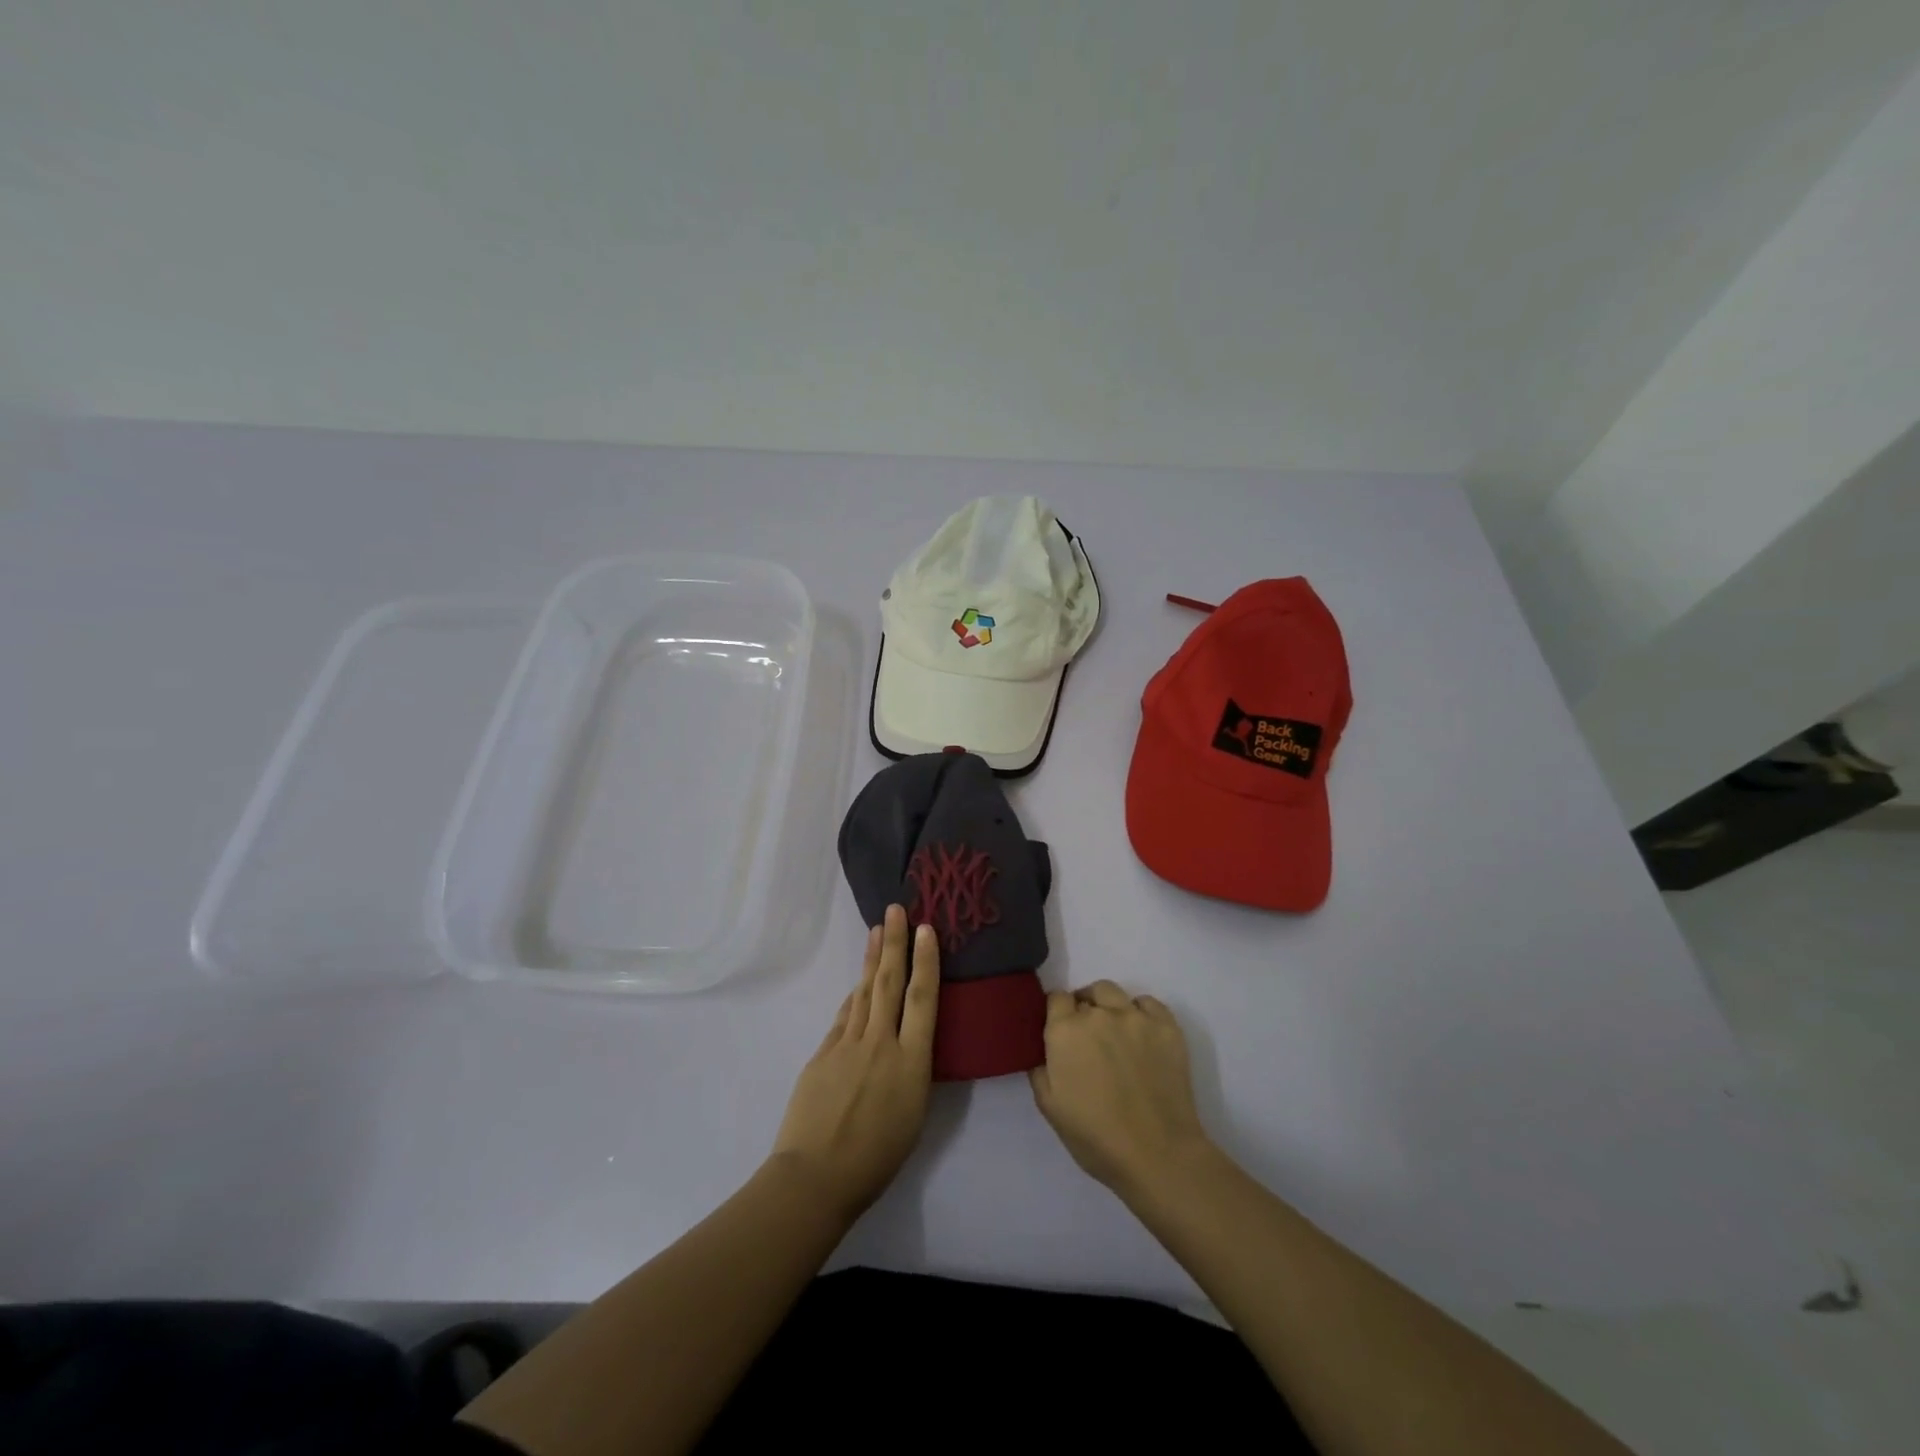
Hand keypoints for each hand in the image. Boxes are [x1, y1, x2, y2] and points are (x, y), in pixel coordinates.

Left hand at [769, 905, 938, 1221]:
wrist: (815, 1176)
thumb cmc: (876, 1158)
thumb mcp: (914, 1115)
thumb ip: (913, 1071)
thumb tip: (908, 1043)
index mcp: (911, 1062)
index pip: (922, 999)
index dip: (926, 961)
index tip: (926, 929)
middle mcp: (880, 1043)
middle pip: (889, 982)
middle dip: (895, 943)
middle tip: (896, 909)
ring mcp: (847, 1044)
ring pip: (863, 992)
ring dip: (871, 960)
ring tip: (877, 932)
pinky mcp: (823, 1053)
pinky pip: (844, 1017)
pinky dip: (853, 997)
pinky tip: (857, 985)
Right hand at [1029, 980, 1215, 1197]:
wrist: (1157, 1154)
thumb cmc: (1096, 1137)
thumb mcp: (1050, 1108)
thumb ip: (1039, 1070)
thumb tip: (1044, 1053)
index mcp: (1065, 1031)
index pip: (1056, 998)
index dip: (1057, 1013)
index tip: (1061, 1032)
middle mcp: (1098, 1013)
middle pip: (1086, 994)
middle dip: (1083, 1009)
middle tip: (1089, 1038)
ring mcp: (1135, 1017)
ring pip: (1114, 993)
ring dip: (1108, 1005)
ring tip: (1114, 1031)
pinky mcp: (1166, 1026)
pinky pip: (1148, 1003)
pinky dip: (1141, 1012)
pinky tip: (1141, 1034)